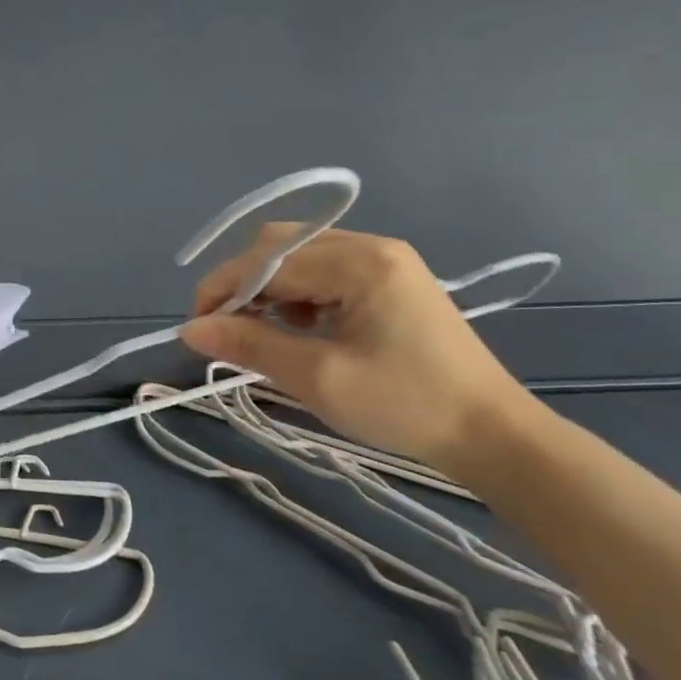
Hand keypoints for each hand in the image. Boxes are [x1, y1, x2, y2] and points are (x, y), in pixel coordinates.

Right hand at [179, 226, 536, 473]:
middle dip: (242, 283)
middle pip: (279, 245)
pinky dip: (296, 294)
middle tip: (230, 328)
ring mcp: (384, 261)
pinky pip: (322, 270)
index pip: (265, 261)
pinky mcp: (390, 280)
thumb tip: (188, 329)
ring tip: (268, 333)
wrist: (491, 434)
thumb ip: (248, 344)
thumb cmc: (404, 405)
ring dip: (268, 288)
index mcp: (359, 263)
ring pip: (297, 255)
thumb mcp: (316, 377)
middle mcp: (371, 247)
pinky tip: (303, 328)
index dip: (220, 289)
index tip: (197, 329)